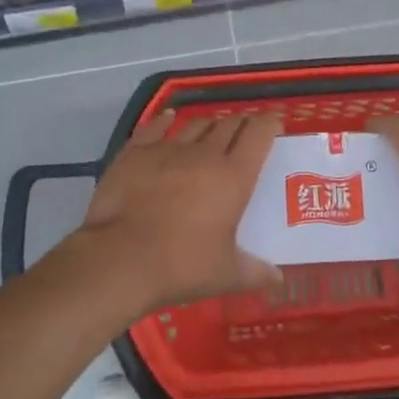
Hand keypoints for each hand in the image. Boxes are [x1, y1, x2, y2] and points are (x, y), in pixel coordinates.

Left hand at [71, 109, 283, 314]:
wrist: (120, 259)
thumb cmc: (181, 265)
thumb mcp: (226, 275)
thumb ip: (256, 273)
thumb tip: (279, 280)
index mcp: (234, 176)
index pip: (259, 134)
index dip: (270, 123)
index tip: (275, 123)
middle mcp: (204, 153)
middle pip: (229, 124)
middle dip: (242, 123)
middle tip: (246, 131)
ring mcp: (167, 148)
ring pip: (196, 124)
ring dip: (209, 124)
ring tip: (213, 129)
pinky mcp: (135, 152)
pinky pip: (155, 127)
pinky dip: (166, 120)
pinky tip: (169, 118)